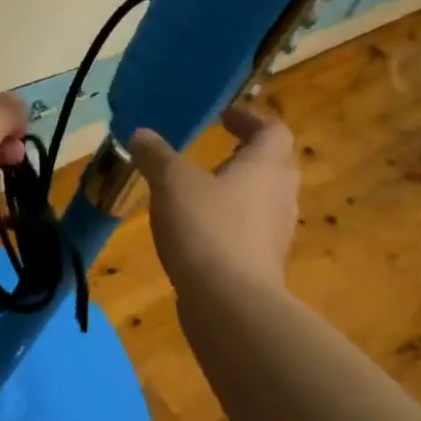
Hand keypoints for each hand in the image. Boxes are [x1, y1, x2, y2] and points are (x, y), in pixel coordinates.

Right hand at [129, 103, 300, 291]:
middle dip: (247, 154)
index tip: (225, 116)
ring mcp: (276, 233)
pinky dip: (230, 221)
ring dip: (238, 189)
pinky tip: (198, 230)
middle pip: (274, 164)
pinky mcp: (263, 263)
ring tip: (201, 189)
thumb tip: (140, 133)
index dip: (250, 118)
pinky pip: (250, 230)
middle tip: (217, 148)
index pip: (273, 130)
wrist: (231, 305)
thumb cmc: (207, 228)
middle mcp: (280, 195)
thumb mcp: (172, 183)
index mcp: (266, 166)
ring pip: (262, 199)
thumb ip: (156, 155)